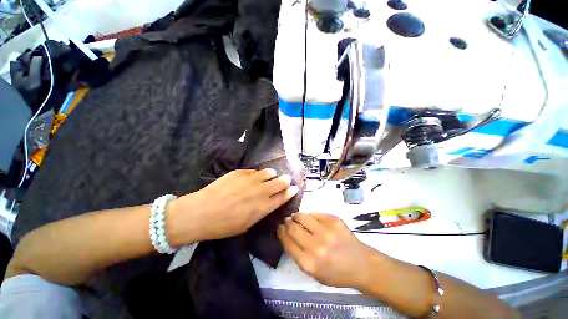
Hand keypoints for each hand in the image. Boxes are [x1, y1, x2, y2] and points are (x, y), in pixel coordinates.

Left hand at [173, 169, 298, 241]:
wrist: (202, 212)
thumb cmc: (224, 225)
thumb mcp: (246, 224)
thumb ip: (260, 211)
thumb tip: (267, 202)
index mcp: (263, 207)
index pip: (282, 197)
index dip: (290, 192)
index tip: (294, 188)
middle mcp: (260, 191)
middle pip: (279, 183)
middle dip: (285, 181)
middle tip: (287, 179)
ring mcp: (251, 179)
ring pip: (268, 173)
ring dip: (272, 174)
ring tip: (272, 174)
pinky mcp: (240, 172)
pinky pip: (254, 171)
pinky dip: (257, 173)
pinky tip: (255, 175)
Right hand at [277, 213, 380, 288]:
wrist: (360, 265)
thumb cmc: (336, 273)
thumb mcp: (314, 273)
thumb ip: (298, 255)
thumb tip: (287, 235)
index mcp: (309, 263)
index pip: (287, 242)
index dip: (281, 232)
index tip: (279, 227)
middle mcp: (316, 246)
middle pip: (293, 227)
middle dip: (287, 223)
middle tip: (287, 221)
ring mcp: (326, 231)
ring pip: (302, 216)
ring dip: (296, 216)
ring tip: (296, 217)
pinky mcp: (334, 220)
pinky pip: (315, 213)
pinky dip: (310, 215)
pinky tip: (310, 218)